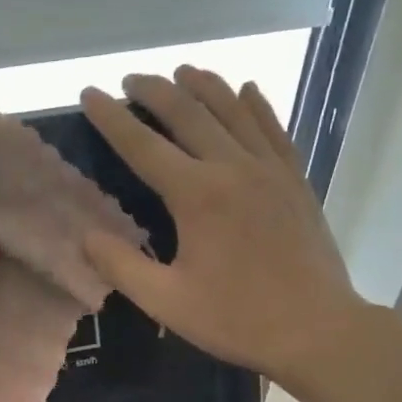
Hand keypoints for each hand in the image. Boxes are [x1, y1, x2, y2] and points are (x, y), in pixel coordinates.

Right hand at [80, 68, 361, 388]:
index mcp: (197, 195)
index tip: (89, 94)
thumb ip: (121, 266)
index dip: (112, 118)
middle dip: (155, 91)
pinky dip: (256, 105)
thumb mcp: (166, 301)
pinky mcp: (296, 180)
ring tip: (182, 72)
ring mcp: (271, 170)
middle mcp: (233, 168)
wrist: (316, 329)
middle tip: (131, 79)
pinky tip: (247, 91)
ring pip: (234, 110)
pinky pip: (273, 129)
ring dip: (204, 86)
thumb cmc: (236, 319)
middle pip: (189, 114)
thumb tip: (85, 236)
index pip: (143, 145)